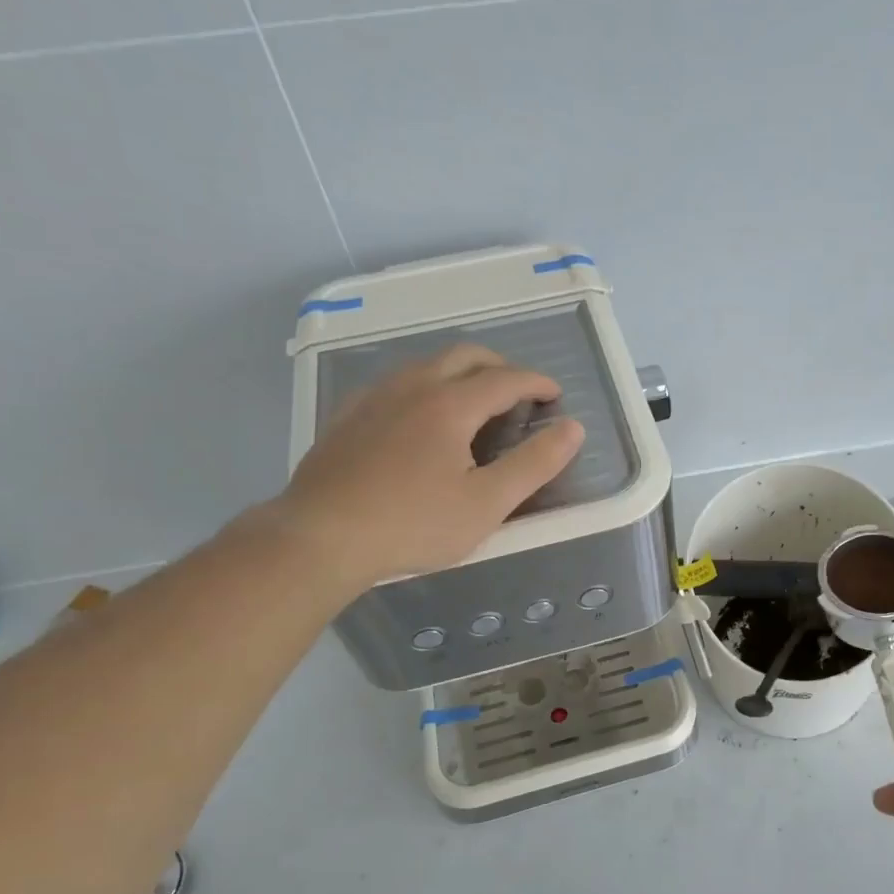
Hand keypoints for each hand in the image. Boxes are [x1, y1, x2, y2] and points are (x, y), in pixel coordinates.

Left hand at [271, 344, 584, 593]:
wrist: (320, 537)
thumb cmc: (413, 524)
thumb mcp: (487, 503)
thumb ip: (535, 464)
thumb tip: (573, 428)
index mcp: (450, 404)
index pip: (505, 378)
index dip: (536, 383)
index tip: (554, 394)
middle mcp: (413, 387)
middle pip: (464, 356)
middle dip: (499, 366)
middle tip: (518, 391)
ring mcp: (374, 398)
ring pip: (426, 365)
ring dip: (460, 372)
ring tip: (474, 402)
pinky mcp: (348, 417)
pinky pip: (396, 384)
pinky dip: (425, 387)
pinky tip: (420, 419)